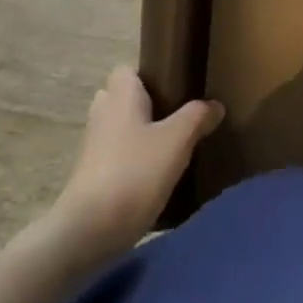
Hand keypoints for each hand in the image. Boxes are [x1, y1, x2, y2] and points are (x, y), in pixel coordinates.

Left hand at [43, 67, 222, 264]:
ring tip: (171, 144)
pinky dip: (132, 160)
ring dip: (139, 134)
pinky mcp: (92, 178)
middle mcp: (102, 116)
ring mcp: (93, 149)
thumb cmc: (134, 172)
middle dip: (144, 104)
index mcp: (121, 98)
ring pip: (119, 129)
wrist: (88, 232)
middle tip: (176, 114)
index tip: (174, 85)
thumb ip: (198, 116)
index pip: (126, 70)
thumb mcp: (177, 139)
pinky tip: (157, 173)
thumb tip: (214, 105)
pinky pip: (115, 157)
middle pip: (120, 99)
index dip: (147, 74)